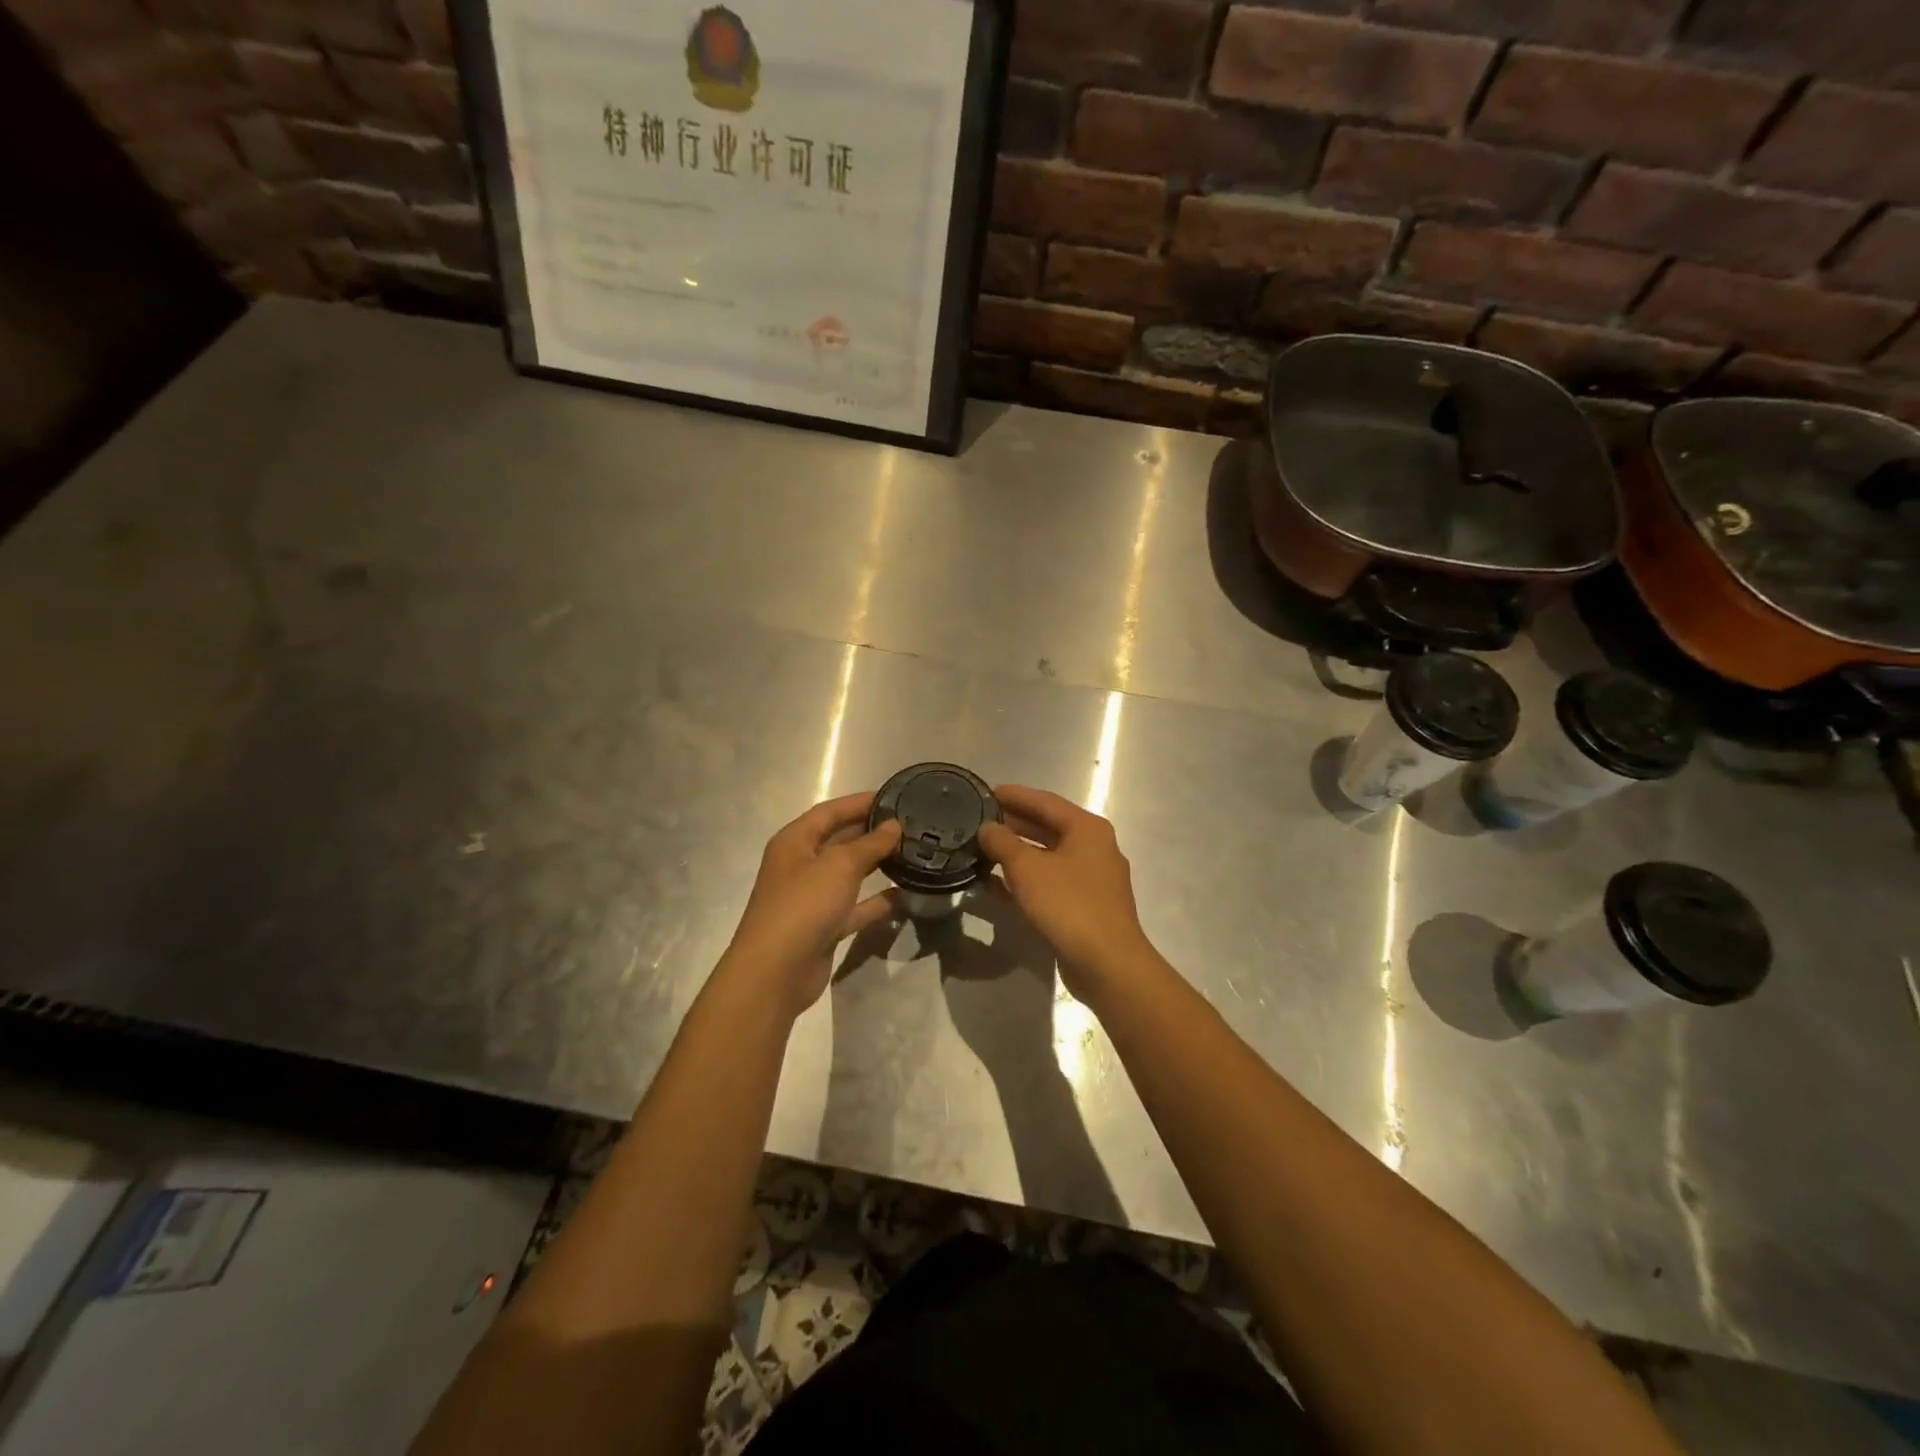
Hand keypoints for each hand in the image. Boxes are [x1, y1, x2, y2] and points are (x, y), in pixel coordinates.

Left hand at [718, 793, 901, 1019]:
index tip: (894, 796)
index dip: (859, 802)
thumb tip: (894, 826)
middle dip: (871, 832)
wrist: (775, 972)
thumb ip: (870, 844)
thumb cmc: (803, 905)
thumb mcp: (839, 866)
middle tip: (910, 825)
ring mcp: (812, 898)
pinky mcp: (824, 927)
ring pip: (849, 874)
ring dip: (876, 865)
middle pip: (839, 840)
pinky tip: (904, 895)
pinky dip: (876, 901)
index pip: (829, 811)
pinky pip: (855, 907)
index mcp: (795, 841)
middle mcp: (801, 865)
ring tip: (911, 853)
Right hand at [977, 784, 1157, 1005]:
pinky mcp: (1085, 905)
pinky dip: (1026, 879)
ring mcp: (1092, 878)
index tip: (985, 791)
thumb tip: (987, 828)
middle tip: (979, 820)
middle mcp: (1094, 847)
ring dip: (1017, 853)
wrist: (1107, 963)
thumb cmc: (1068, 905)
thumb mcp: (1027, 869)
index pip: (1045, 801)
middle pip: (1048, 827)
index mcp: (1086, 828)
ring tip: (983, 849)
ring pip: (1048, 856)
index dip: (1014, 795)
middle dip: (1013, 823)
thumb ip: (1002, 843)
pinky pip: (1050, 881)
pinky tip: (997, 885)